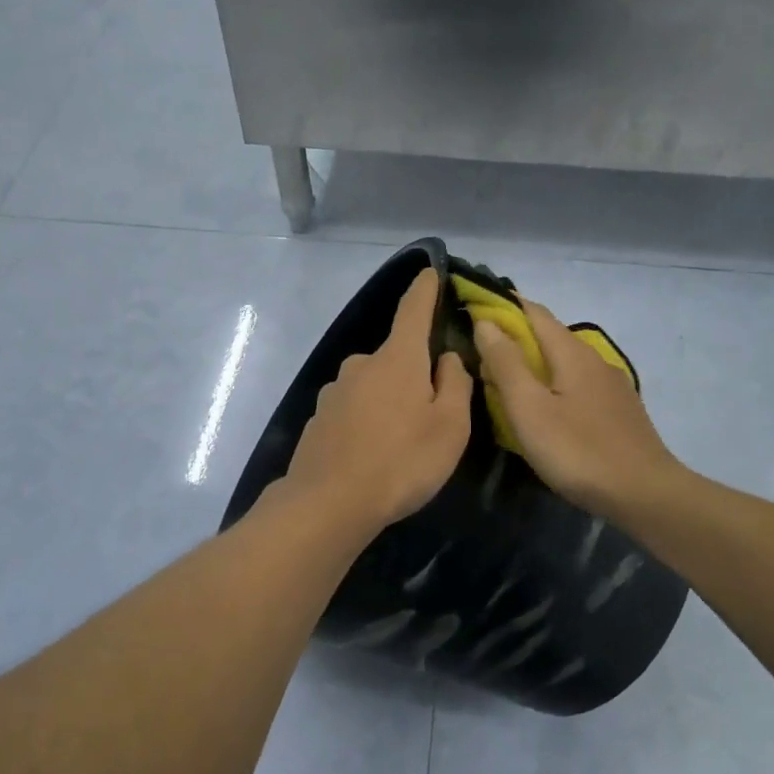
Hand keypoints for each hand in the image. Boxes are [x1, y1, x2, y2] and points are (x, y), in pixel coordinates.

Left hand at [281, 269, 473, 535]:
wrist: (329, 503)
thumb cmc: (402, 462)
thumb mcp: (450, 427)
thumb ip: (455, 384)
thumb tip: (445, 357)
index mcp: (397, 359)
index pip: (413, 309)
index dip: (425, 289)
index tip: (430, 271)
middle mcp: (361, 365)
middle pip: (395, 357)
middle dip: (413, 372)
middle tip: (431, 411)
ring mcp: (334, 392)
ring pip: (372, 385)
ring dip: (388, 401)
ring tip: (400, 441)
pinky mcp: (318, 419)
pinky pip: (352, 410)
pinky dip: (365, 422)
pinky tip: (371, 454)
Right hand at [474, 300, 681, 520]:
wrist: (644, 494)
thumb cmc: (577, 450)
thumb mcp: (529, 408)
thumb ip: (506, 363)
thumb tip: (485, 322)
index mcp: (572, 352)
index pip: (533, 312)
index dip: (502, 306)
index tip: (473, 308)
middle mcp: (595, 359)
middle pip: (549, 336)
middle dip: (514, 337)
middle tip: (480, 354)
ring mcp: (611, 386)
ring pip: (563, 362)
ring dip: (532, 363)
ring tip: (505, 382)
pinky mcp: (618, 411)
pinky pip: (576, 384)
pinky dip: (552, 384)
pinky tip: (544, 408)